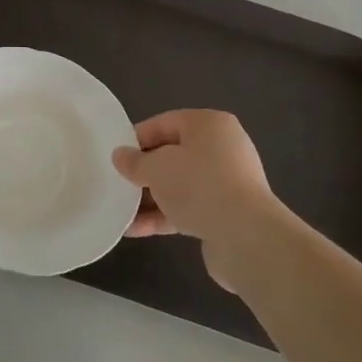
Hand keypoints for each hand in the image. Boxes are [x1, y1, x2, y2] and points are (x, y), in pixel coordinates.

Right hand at [112, 110, 280, 293]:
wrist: (247, 238)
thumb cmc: (199, 185)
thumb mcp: (156, 168)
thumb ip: (134, 161)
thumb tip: (120, 156)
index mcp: (209, 125)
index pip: (163, 123)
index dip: (135, 139)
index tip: (114, 157)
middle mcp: (222, 148)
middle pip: (172, 155)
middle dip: (143, 171)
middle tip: (117, 182)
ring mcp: (226, 183)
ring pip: (179, 185)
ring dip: (150, 198)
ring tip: (120, 210)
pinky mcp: (226, 213)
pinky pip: (188, 208)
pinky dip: (164, 216)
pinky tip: (135, 229)